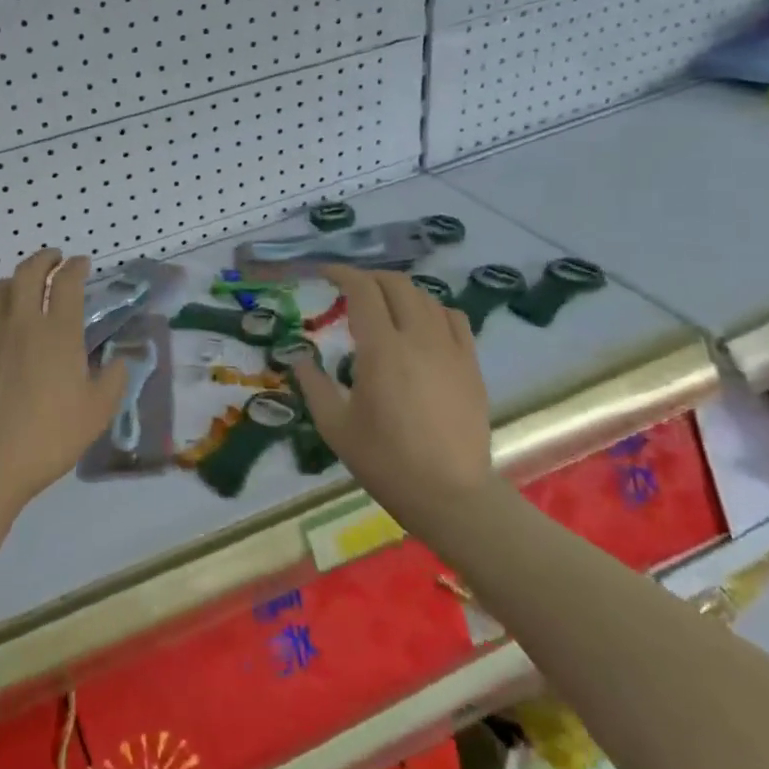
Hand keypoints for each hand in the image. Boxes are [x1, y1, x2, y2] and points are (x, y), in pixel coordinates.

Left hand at [0, 249, 131, 514]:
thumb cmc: (50, 435)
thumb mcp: (98, 412)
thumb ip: (113, 379)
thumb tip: (118, 361)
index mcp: (58, 332)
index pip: (67, 282)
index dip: (76, 267)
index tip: (82, 264)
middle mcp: (22, 322)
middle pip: (29, 272)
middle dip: (44, 259)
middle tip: (54, 259)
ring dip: (14, 280)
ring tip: (22, 286)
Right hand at [290, 265, 494, 520]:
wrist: (449, 495)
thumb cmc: (385, 461)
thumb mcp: (334, 426)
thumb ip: (313, 384)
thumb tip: (298, 356)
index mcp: (381, 350)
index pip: (363, 290)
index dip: (342, 274)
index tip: (324, 274)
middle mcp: (418, 338)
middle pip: (397, 284)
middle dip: (369, 278)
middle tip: (349, 289)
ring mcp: (450, 349)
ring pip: (426, 297)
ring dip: (399, 291)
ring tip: (382, 304)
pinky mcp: (471, 364)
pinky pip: (453, 318)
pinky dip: (432, 308)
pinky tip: (421, 323)